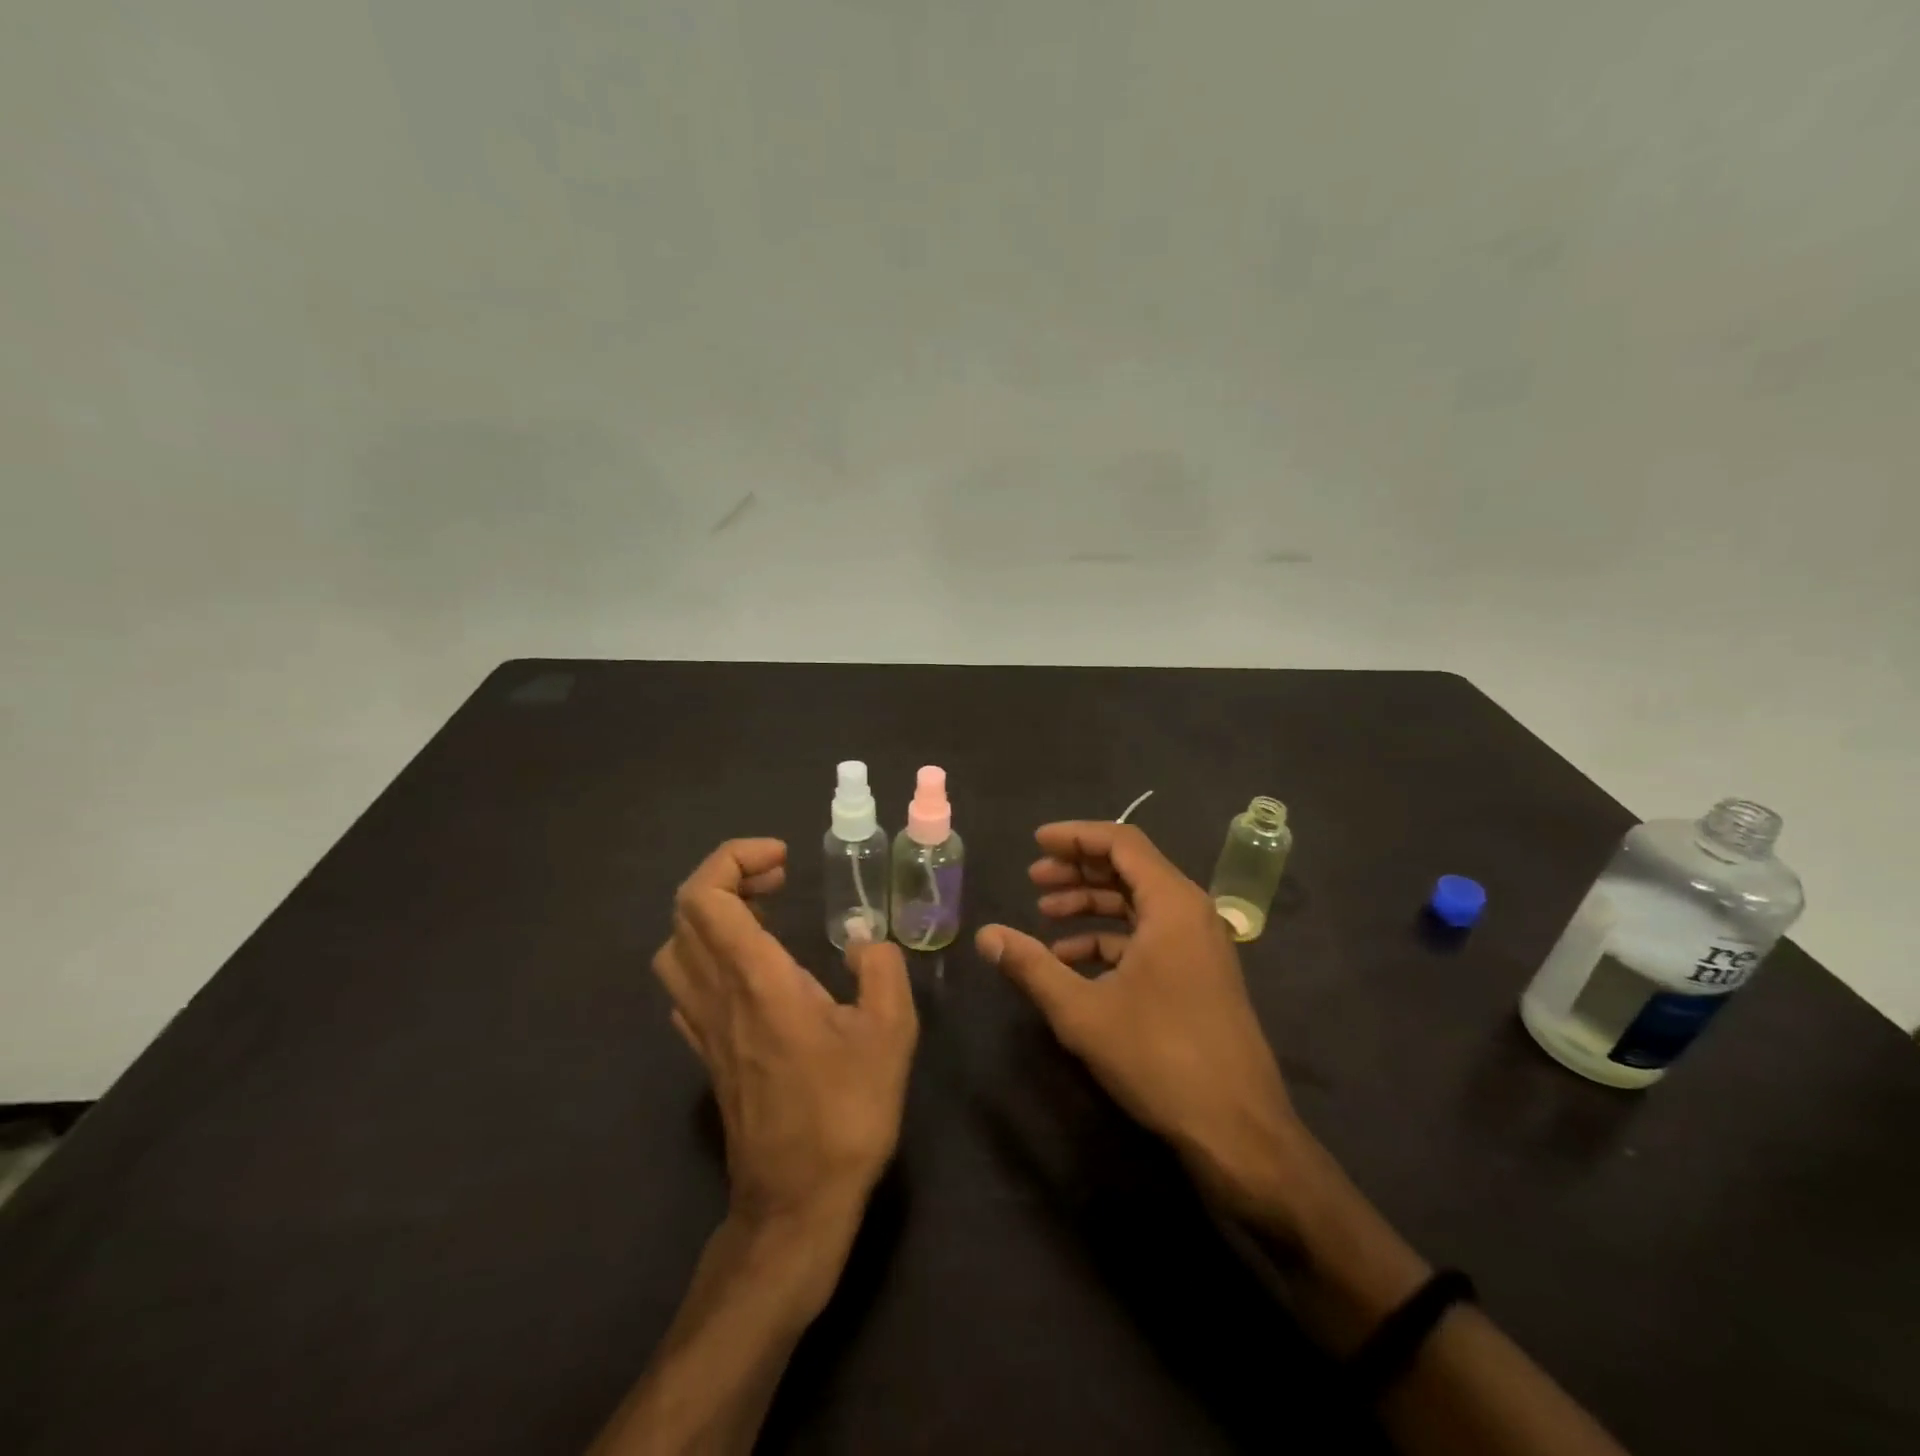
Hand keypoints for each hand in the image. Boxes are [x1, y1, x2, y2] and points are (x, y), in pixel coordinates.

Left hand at [653, 840, 917, 1273]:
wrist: (796, 1202)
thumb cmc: (845, 1112)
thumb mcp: (890, 1032)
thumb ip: (882, 970)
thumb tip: (865, 942)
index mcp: (756, 979)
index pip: (706, 896)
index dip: (734, 859)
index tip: (782, 859)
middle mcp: (717, 994)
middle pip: (685, 912)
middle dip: (729, 877)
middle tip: (779, 879)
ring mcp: (703, 1026)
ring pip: (676, 948)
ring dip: (713, 915)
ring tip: (765, 915)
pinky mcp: (706, 1053)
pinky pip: (686, 985)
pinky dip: (709, 955)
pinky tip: (753, 969)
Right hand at [977, 822, 1305, 1226]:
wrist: (1238, 1129)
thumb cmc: (1160, 1057)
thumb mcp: (1082, 1011)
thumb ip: (1031, 966)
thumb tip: (985, 935)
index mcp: (1172, 903)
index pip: (1121, 842)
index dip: (1075, 836)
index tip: (1036, 843)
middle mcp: (1191, 912)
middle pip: (1129, 868)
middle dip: (1078, 870)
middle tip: (1034, 879)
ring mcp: (1199, 945)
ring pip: (1138, 904)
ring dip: (1091, 904)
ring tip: (1045, 915)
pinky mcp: (1198, 974)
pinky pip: (1149, 936)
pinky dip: (1110, 939)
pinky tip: (1073, 960)